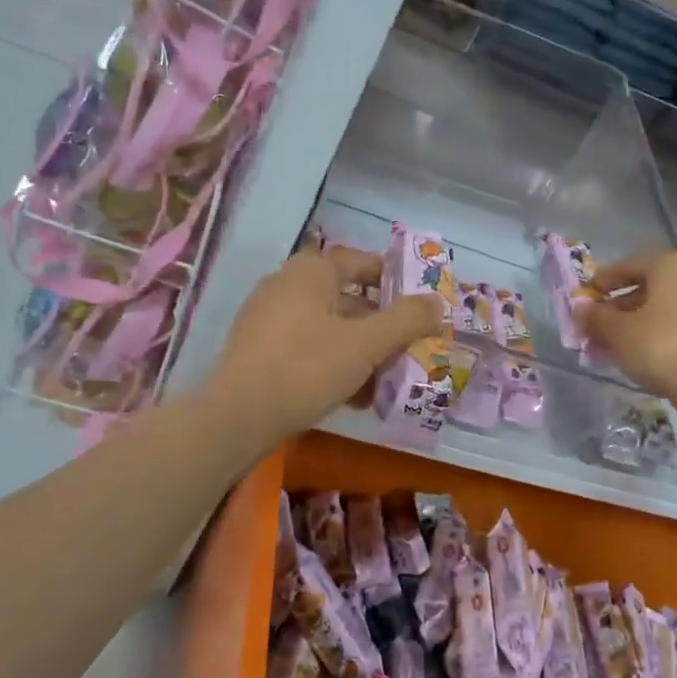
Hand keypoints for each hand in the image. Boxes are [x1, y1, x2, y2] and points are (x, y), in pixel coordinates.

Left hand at [206, 245, 444, 446]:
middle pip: (346, 298)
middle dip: (379, 325)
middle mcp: (286, 285)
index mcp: (311, 271)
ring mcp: (267, 318)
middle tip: (407, 348)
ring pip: (328, 327)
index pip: (361, 261)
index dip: (393, 280)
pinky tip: (352, 396)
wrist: (238, 415)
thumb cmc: (307, 367)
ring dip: (359, 350)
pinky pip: (307, 348)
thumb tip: (437, 303)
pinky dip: (332, 364)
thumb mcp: (366, 344)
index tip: (418, 304)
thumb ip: (406, 320)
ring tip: (384, 380)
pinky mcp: (258, 350)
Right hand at [576, 250, 676, 403]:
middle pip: (648, 286)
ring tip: (620, 343)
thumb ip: (596, 317)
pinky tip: (647, 351)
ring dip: (641, 320)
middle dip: (621, 306)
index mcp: (671, 263)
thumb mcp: (618, 332)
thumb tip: (581, 309)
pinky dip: (662, 330)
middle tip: (599, 327)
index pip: (627, 266)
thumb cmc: (660, 346)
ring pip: (666, 305)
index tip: (585, 300)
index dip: (602, 283)